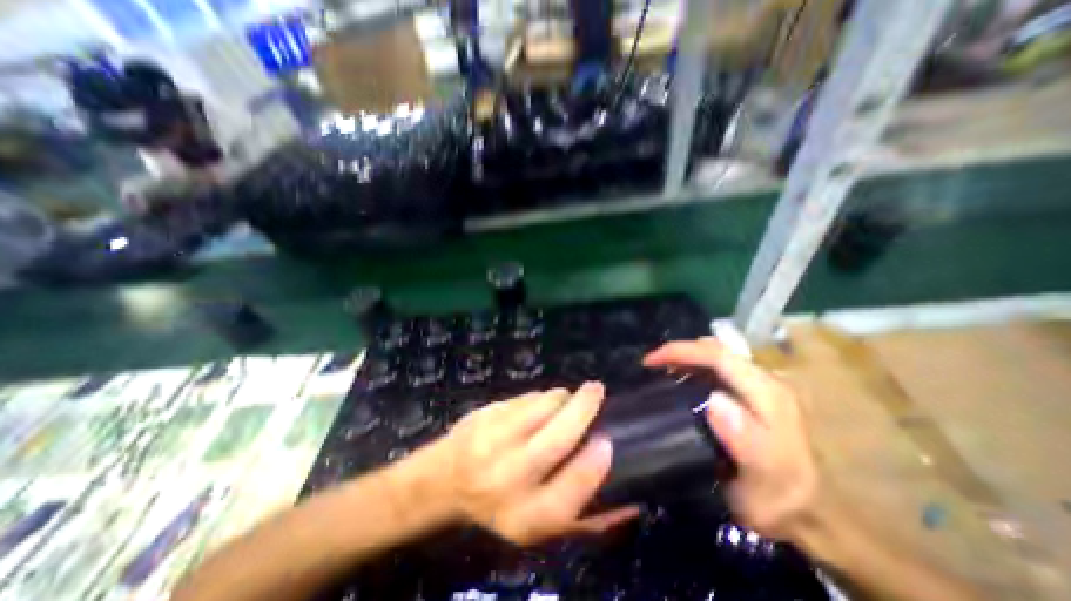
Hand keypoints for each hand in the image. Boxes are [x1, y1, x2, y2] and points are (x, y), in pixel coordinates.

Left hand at [435, 382, 634, 545]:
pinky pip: (525, 397)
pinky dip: (539, 397)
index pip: (572, 488)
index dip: (595, 463)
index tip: (607, 440)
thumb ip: (584, 520)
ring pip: (542, 405)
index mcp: (527, 515)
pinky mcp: (485, 414)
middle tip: (597, 390)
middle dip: (584, 407)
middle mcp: (509, 478)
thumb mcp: (538, 524)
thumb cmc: (499, 503)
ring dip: (561, 397)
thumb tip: (631, 505)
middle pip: (559, 436)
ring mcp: (493, 440)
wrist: (446, 480)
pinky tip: (538, 405)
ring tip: (565, 400)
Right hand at [642, 338, 821, 539]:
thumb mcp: (763, 478)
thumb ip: (746, 441)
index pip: (717, 355)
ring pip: (713, 357)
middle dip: (678, 352)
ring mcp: (757, 386)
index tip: (649, 362)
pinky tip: (680, 385)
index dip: (680, 351)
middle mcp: (763, 381)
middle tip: (651, 369)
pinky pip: (715, 370)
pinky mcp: (750, 394)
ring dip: (684, 360)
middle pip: (714, 350)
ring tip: (660, 375)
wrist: (808, 512)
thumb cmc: (779, 498)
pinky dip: (692, 370)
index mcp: (766, 393)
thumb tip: (714, 401)